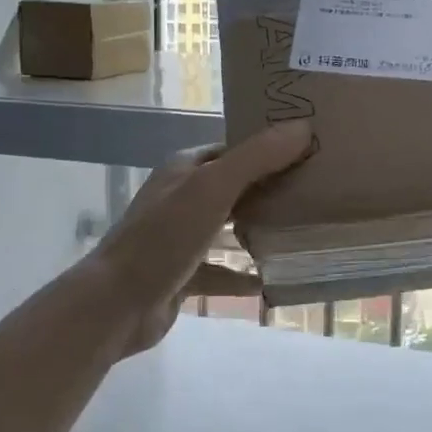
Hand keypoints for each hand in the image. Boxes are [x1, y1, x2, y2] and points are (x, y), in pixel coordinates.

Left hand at [94, 120, 314, 356]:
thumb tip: (303, 126)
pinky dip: (242, 275)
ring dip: (258, 231)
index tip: (309, 150)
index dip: (267, 146)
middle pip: (234, 187)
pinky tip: (270, 282)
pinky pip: (219, 271)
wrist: (115, 304)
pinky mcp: (181, 274)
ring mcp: (179, 237)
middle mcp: (181, 197)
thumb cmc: (164, 237)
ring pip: (227, 228)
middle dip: (269, 189)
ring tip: (300, 233)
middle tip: (315, 192)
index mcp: (185, 169)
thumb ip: (257, 158)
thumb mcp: (213, 188)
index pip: (233, 148)